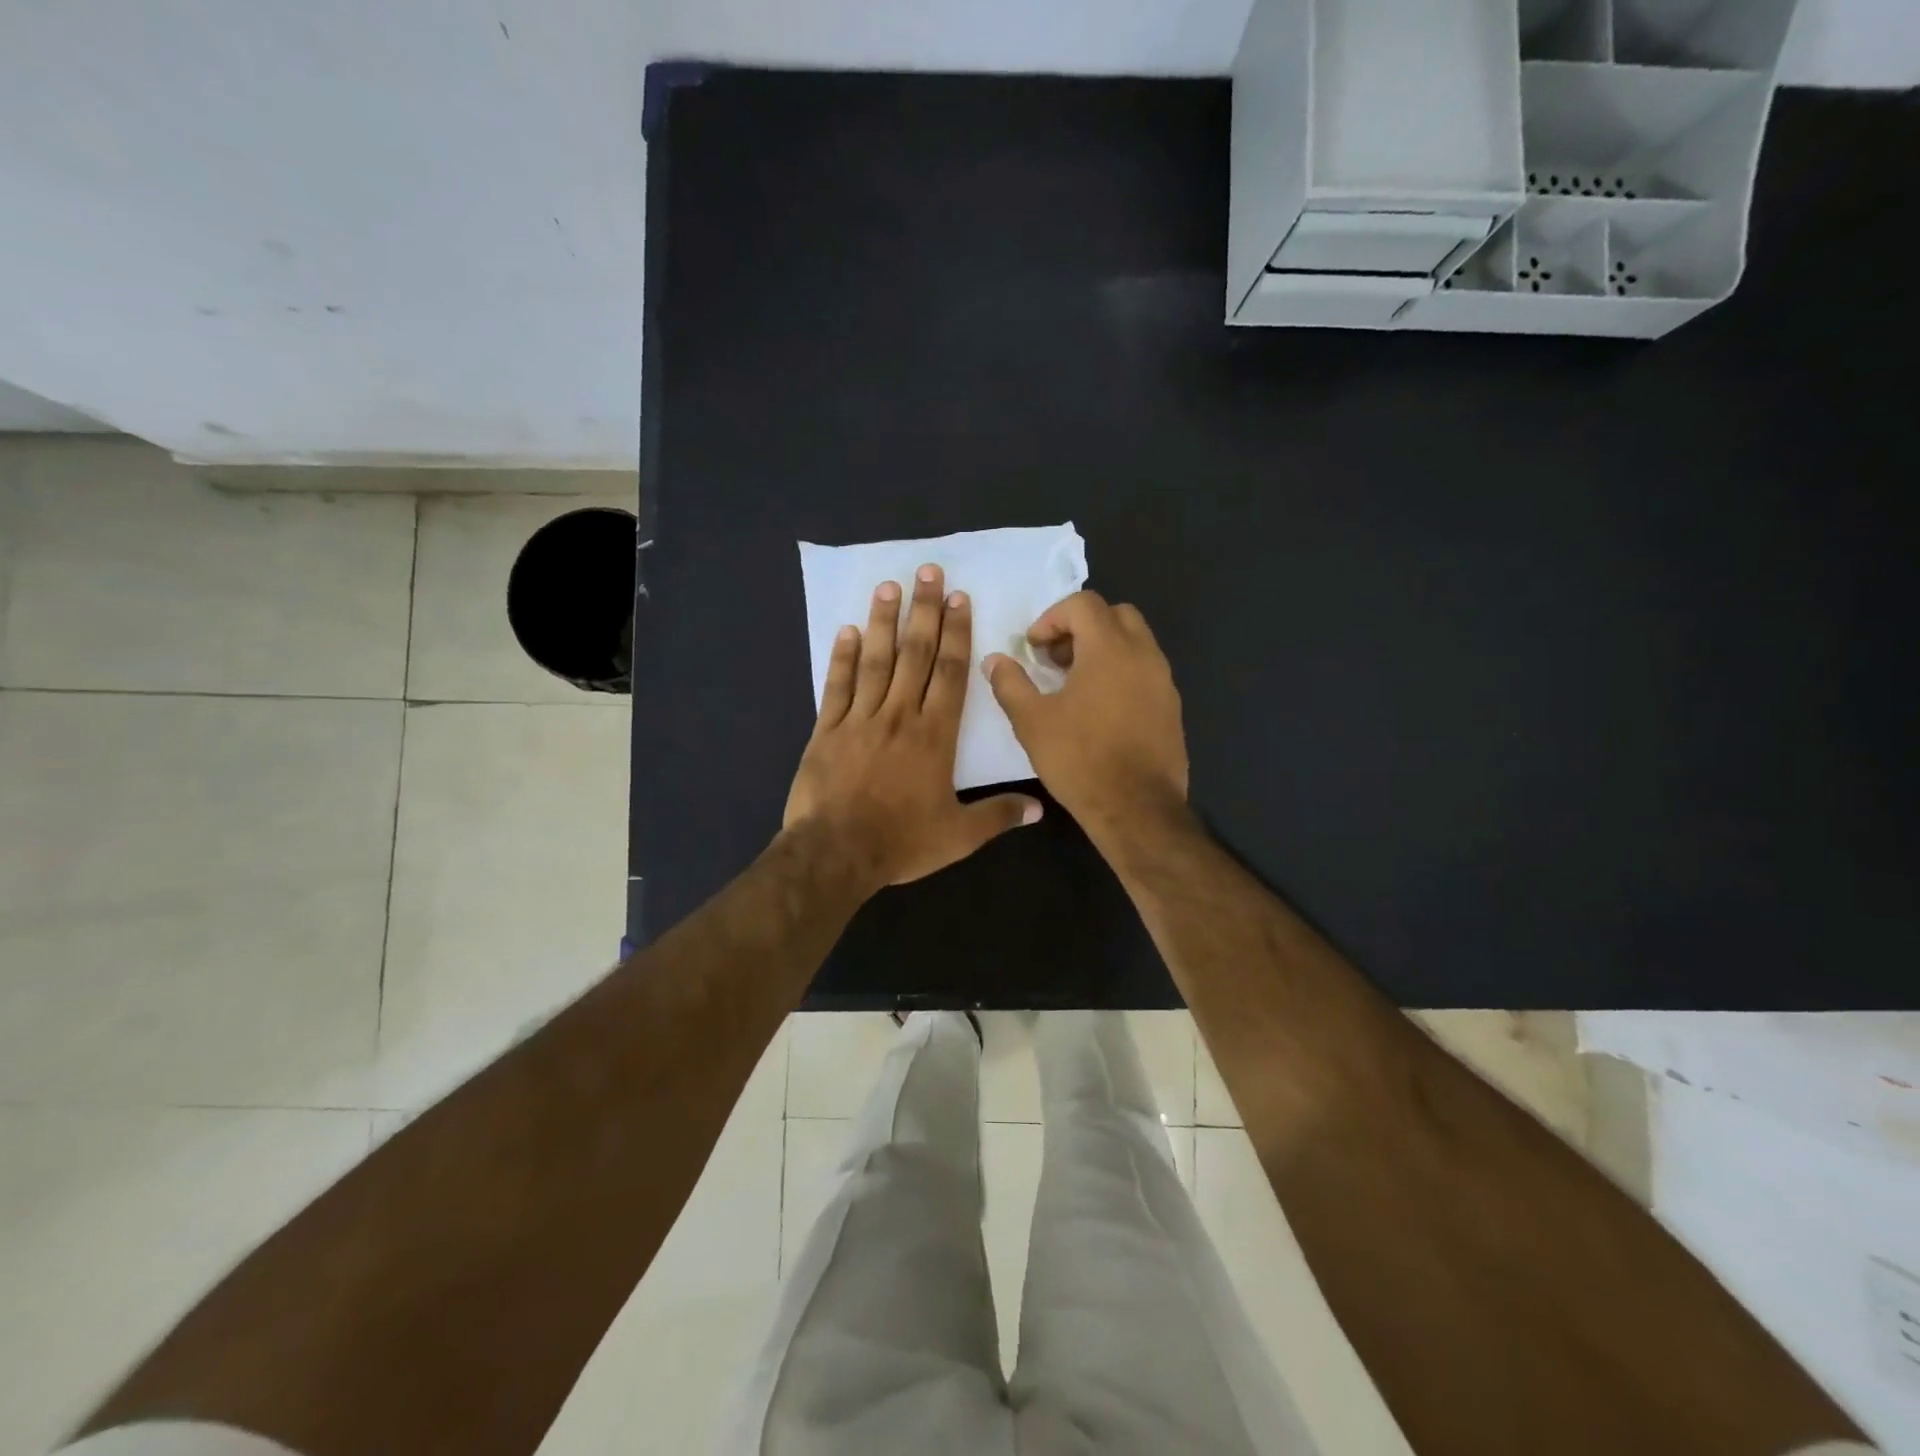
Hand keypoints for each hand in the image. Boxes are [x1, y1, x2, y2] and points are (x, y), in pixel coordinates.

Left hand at [785, 564, 1042, 891]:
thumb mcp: (959, 836)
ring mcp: (860, 720)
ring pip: (876, 661)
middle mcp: (900, 716)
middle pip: (915, 655)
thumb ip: (998, 816)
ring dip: (884, 622)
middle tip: (928, 572)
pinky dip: (842, 658)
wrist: (836, 853)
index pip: (950, 673)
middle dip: (924, 611)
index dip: (956, 634)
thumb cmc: (901, 843)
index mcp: (935, 736)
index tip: (959, 599)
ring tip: (889, 586)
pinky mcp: (827, 731)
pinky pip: (837, 686)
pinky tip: (848, 631)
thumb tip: (1039, 808)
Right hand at [983, 591, 1188, 840]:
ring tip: (1074, 684)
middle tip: (1055, 658)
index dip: (1051, 618)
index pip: (1083, 604)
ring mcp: (1163, 680)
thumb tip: (995, 660)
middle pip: (1115, 615)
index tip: (1033, 648)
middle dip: (1081, 627)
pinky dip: (1121, 672)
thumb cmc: (1080, 759)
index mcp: (1110, 648)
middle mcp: (1144, 654)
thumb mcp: (1032, 721)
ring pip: (1134, 642)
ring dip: (1102, 649)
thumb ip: (1010, 683)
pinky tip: (1099, 709)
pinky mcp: (1171, 707)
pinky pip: (1145, 671)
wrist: (1137, 808)